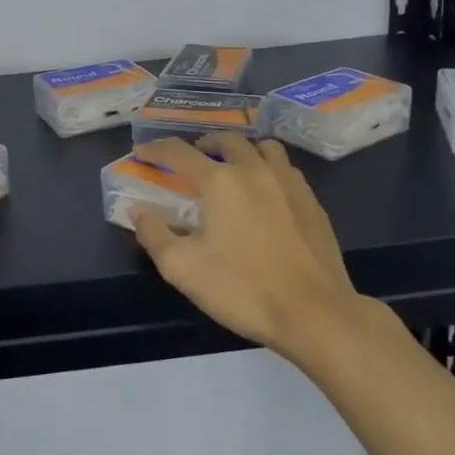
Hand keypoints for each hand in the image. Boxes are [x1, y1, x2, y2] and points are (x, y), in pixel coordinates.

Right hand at [129, 135, 359, 358]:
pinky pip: (286, 168)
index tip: (142, 152)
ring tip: (232, 167)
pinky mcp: (312, 201)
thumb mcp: (183, 269)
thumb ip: (154, 234)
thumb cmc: (243, 289)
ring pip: (262, 147)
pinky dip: (268, 168)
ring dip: (241, 150)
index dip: (156, 149)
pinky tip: (266, 192)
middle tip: (191, 159)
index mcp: (220, 181)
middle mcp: (254, 170)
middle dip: (203, 144)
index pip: (179, 152)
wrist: (315, 313)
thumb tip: (138, 211)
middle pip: (226, 140)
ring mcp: (288, 182)